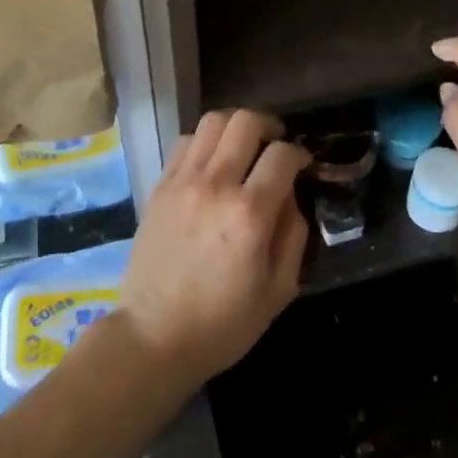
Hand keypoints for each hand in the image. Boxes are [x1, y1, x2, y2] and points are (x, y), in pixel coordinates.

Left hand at [119, 109, 311, 387]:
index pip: (282, 155)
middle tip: (275, 144)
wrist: (154, 336)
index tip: (302, 165)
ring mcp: (183, 181)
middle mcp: (215, 185)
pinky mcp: (160, 186)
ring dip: (235, 127)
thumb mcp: (279, 291)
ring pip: (213, 121)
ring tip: (244, 146)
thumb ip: (293, 235)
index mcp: (249, 214)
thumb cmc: (223, 324)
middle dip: (269, 125)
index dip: (299, 154)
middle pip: (245, 122)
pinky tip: (212, 163)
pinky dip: (205, 141)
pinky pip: (186, 141)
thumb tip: (291, 197)